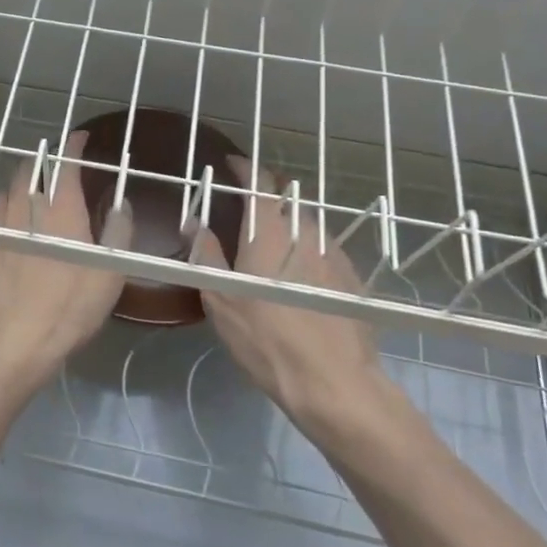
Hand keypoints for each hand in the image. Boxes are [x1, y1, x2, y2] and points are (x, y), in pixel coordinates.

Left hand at [0, 130, 130, 390]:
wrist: (9, 341)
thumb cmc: (67, 309)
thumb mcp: (110, 275)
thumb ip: (118, 233)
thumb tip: (122, 204)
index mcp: (61, 208)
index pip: (66, 162)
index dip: (74, 144)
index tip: (80, 136)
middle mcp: (26, 206)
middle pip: (31, 168)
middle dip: (45, 160)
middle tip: (57, 168)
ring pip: (7, 187)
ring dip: (21, 182)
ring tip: (32, 191)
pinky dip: (3, 205)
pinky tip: (8, 221)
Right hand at [189, 160, 390, 430]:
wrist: (334, 382)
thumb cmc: (266, 339)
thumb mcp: (221, 299)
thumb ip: (206, 254)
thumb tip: (194, 223)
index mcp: (269, 232)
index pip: (259, 182)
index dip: (245, 168)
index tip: (232, 164)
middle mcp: (306, 232)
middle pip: (286, 199)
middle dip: (267, 197)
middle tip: (248, 210)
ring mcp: (334, 254)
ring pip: (308, 224)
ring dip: (290, 224)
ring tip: (275, 246)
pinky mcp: (353, 278)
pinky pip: (326, 249)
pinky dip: (310, 250)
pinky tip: (303, 276)